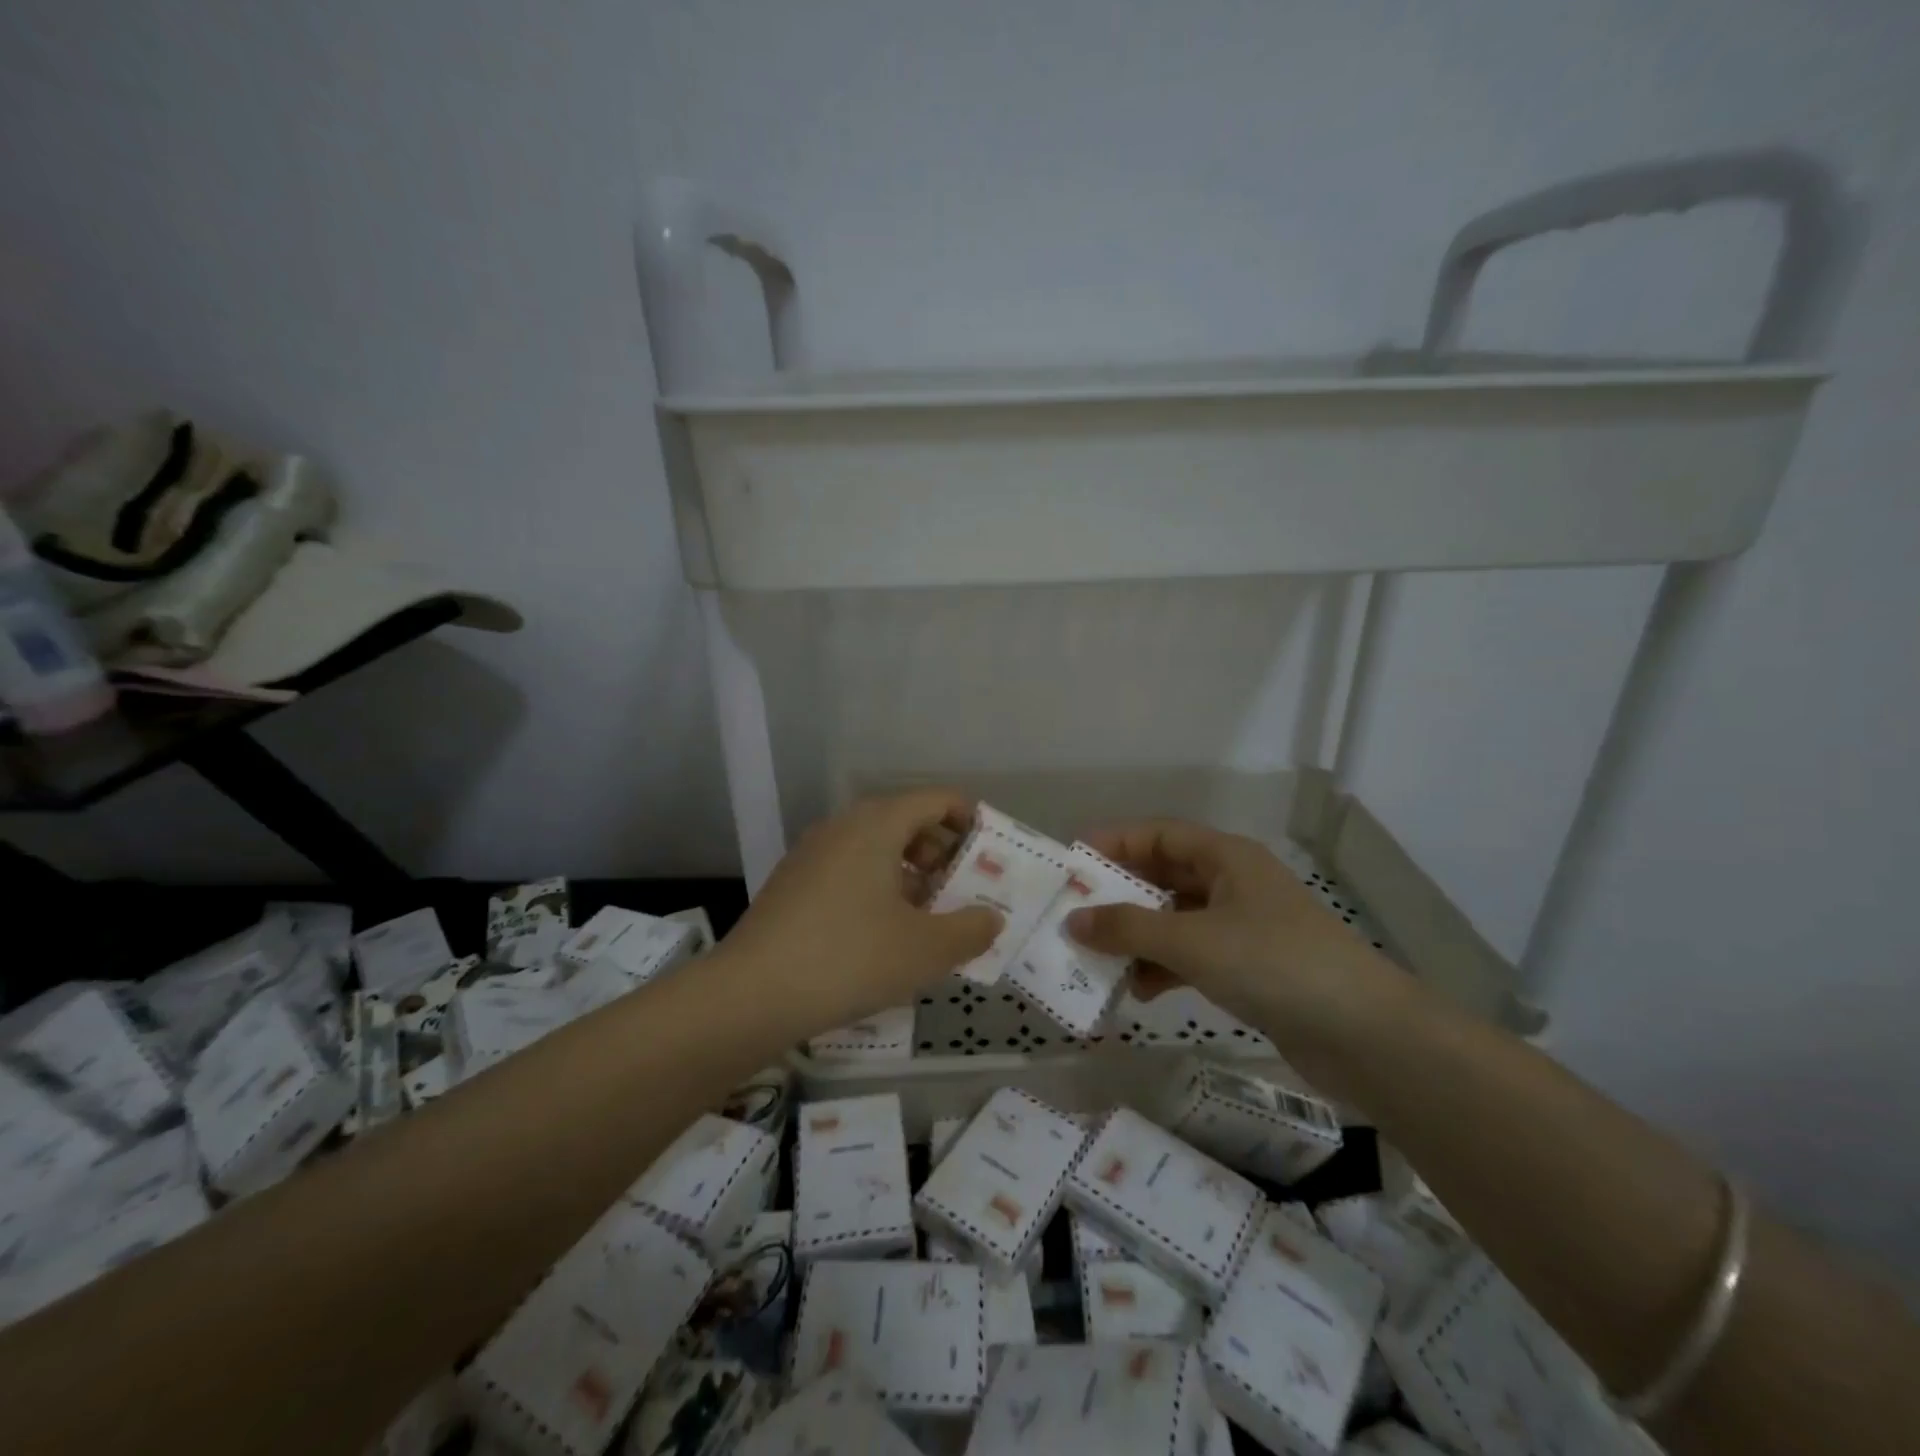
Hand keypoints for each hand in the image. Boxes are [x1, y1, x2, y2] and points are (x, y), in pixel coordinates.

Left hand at [718, 789, 1002, 1038]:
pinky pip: (848, 869)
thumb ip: (971, 929)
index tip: (989, 857)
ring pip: (875, 847)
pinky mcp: (792, 883)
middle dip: (941, 853)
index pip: (937, 799)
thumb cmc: (850, 959)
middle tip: (960, 892)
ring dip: (909, 874)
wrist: (750, 995)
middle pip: (906, 820)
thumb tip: (991, 917)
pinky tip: (881, 934)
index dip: (970, 821)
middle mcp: (843, 826)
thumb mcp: (926, 950)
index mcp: (878, 824)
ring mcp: (812, 853)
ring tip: (926, 918)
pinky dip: (876, 887)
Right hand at [1066, 820, 1402, 1045]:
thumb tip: (1073, 920)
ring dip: (1139, 936)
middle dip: (1120, 895)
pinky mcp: (1250, 967)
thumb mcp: (1192, 941)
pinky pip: (1192, 955)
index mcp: (1226, 857)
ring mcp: (1243, 926)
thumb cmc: (1273, 964)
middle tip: (1076, 913)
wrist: (1364, 1035)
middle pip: (1164, 876)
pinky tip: (1139, 990)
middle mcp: (1233, 883)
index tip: (1072, 863)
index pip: (1158, 834)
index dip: (1114, 843)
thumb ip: (1128, 928)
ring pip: (1175, 919)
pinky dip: (1164, 967)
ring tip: (1099, 958)